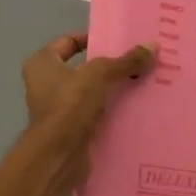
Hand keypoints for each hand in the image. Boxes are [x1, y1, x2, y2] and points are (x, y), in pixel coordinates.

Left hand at [21, 33, 154, 184]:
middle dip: (109, 66)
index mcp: (42, 64)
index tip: (119, 43)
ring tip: (142, 83)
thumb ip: (126, 61)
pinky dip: (111, 111)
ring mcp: (58, 109)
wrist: (59, 156)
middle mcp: (46, 84)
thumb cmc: (70, 105)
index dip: (92, 39)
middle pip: (83, 68)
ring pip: (91, 92)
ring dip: (112, 90)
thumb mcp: (100, 74)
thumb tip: (153, 45)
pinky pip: (95, 114)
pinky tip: (135, 108)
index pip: (68, 42)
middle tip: (138, 62)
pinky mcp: (71, 130)